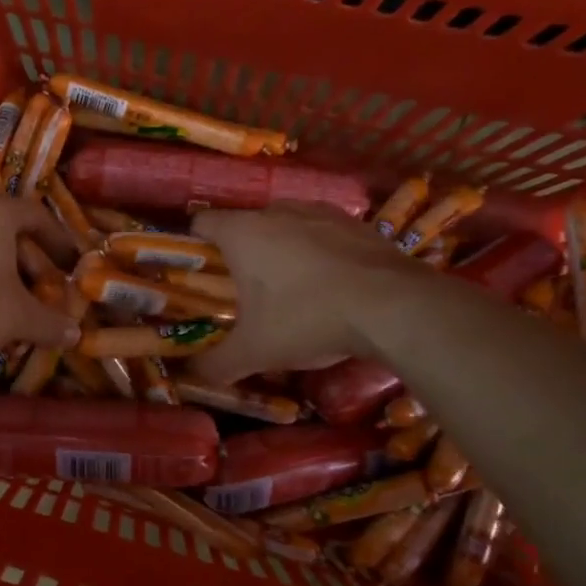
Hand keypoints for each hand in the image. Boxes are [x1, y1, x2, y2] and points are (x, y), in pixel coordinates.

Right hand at [189, 206, 408, 383]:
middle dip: (239, 253)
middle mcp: (277, 211)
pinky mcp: (356, 223)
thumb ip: (216, 364)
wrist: (394, 307)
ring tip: (288, 287)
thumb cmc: (306, 319)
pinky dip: (318, 252)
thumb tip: (192, 375)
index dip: (194, 245)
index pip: (201, 223)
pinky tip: (329, 284)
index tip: (198, 274)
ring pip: (285, 225)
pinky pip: (322, 233)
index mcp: (242, 233)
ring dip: (280, 249)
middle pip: (244, 225)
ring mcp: (320, 212)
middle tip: (242, 291)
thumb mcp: (254, 352)